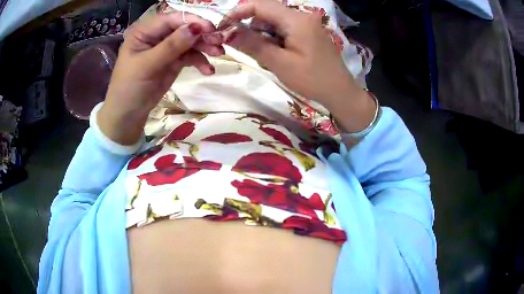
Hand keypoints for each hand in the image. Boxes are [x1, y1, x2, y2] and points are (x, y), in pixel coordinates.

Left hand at [98, 11, 224, 144]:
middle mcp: (157, 36)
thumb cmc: (130, 87)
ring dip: (205, 47)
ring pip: (190, 41)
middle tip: (220, 41)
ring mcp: (167, 48)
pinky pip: (191, 56)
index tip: (210, 29)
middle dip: (202, 34)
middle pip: (184, 28)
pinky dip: (201, 61)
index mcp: (144, 31)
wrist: (128, 114)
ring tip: (218, 54)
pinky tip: (208, 70)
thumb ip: (171, 46)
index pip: (171, 19)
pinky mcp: (174, 61)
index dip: (191, 21)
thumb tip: (196, 28)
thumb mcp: (147, 65)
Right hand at [224, 0, 375, 132]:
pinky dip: (273, 37)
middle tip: (240, 45)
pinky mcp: (307, 31)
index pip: (260, 5)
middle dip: (250, 25)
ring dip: (261, 33)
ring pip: (274, 20)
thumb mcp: (279, 63)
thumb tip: (228, 33)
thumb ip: (253, 44)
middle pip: (266, 12)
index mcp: (296, 19)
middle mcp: (301, 16)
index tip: (224, 26)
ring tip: (263, 54)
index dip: (238, 12)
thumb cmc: (312, 79)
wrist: (340, 91)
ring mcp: (306, 23)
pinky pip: (283, 28)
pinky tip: (275, 52)